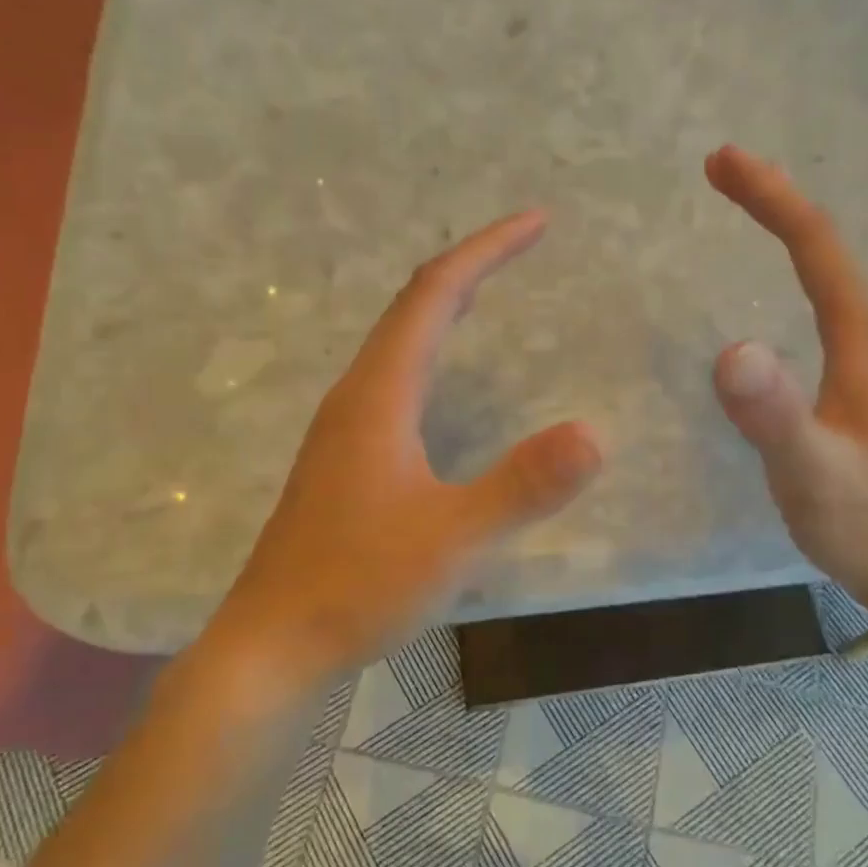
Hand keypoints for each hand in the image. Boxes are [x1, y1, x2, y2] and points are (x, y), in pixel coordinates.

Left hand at [208, 211, 601, 688]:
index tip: (536, 222)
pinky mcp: (343, 458)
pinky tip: (442, 380)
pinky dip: (430, 350)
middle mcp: (356, 396)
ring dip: (445, 306)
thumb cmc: (358, 587)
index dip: (486, 251)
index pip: (434, 295)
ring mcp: (343, 428)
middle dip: (472, 266)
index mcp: (378, 396)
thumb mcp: (453, 539)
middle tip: (524, 245)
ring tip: (490, 292)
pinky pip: (393, 378)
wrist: (272, 644)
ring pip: (398, 342)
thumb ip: (523, 486)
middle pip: (412, 306)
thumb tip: (596, 433)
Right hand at [706, 145, 867, 609]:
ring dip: (790, 228)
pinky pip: (832, 300)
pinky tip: (789, 283)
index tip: (720, 162)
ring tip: (749, 204)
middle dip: (775, 198)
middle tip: (722, 168)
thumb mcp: (813, 475)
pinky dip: (803, 268)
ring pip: (834, 268)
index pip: (817, 245)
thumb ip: (775, 417)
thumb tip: (730, 349)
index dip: (770, 197)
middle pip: (828, 243)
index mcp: (866, 339)